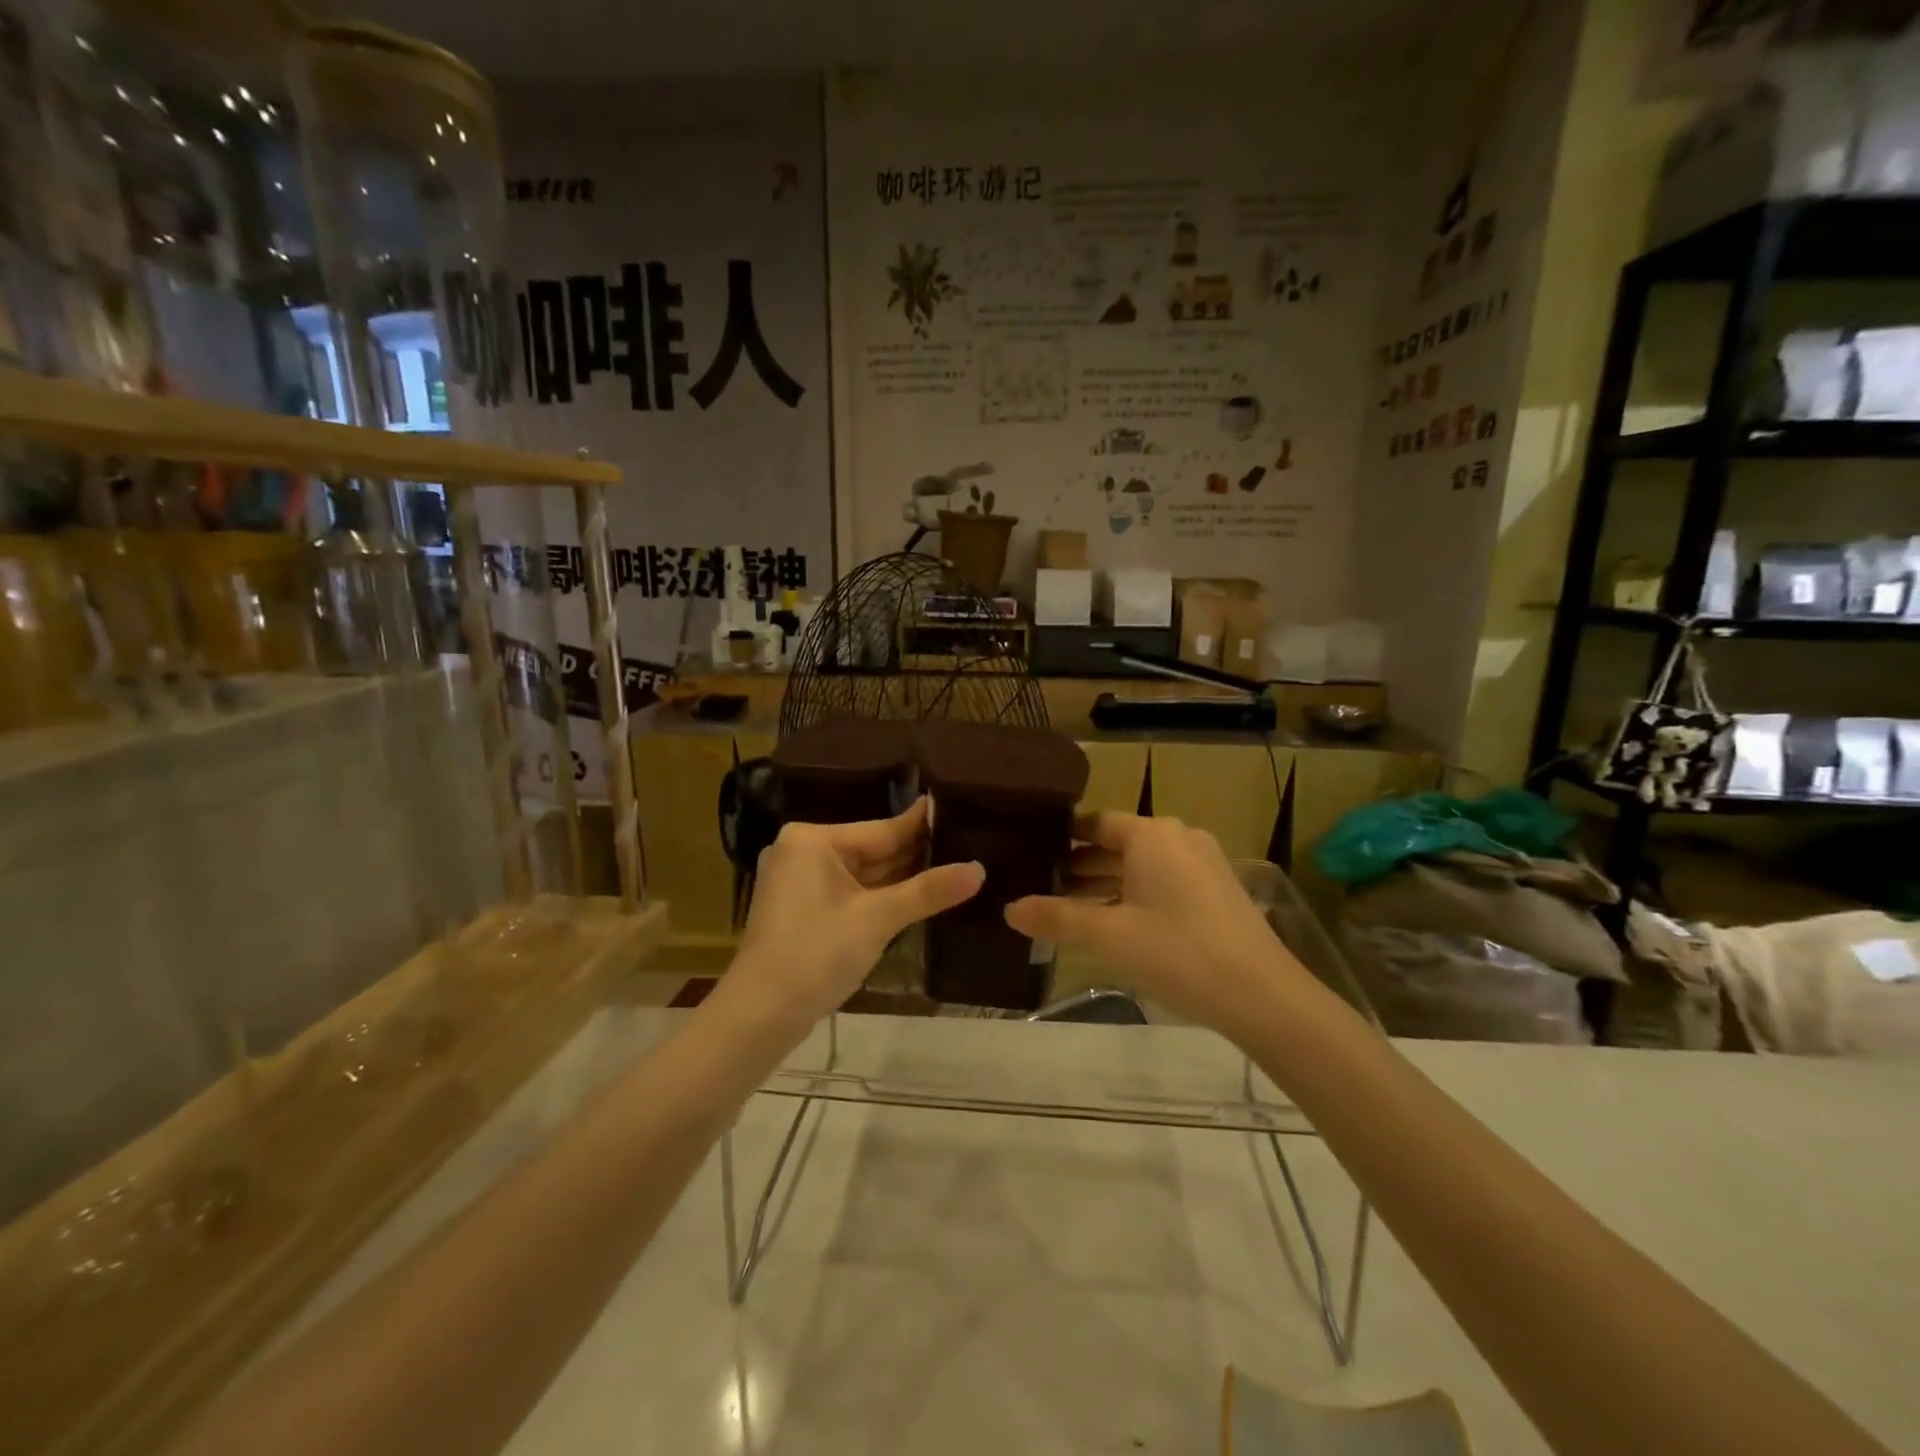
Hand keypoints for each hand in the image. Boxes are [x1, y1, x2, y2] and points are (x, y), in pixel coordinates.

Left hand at [731, 798, 983, 1027]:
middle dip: (916, 855)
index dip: (924, 827)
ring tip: (954, 868)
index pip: (882, 829)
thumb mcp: (877, 920)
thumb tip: (979, 870)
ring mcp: (799, 880)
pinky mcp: (802, 907)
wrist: (760, 1016)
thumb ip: (928, 891)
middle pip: (872, 849)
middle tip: (968, 845)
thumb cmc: (816, 955)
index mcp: (813, 840)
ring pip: (862, 873)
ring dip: (901, 878)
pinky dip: (879, 896)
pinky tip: (917, 895)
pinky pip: (850, 892)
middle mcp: (803, 851)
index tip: (962, 810)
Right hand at [1004, 812, 1301, 1029]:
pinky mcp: (1217, 890)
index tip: (1033, 853)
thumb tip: (1009, 909)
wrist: (1262, 995)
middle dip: (1080, 866)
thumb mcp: (1109, 936)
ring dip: (1106, 884)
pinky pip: (1163, 881)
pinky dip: (1134, 894)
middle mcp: (1178, 838)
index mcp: (1151, 835)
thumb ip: (1057, 918)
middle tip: (1041, 885)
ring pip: (1141, 866)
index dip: (1063, 838)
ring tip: (1068, 908)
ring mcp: (1203, 863)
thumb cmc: (1178, 952)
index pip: (1096, 823)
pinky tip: (1114, 923)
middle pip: (1117, 844)